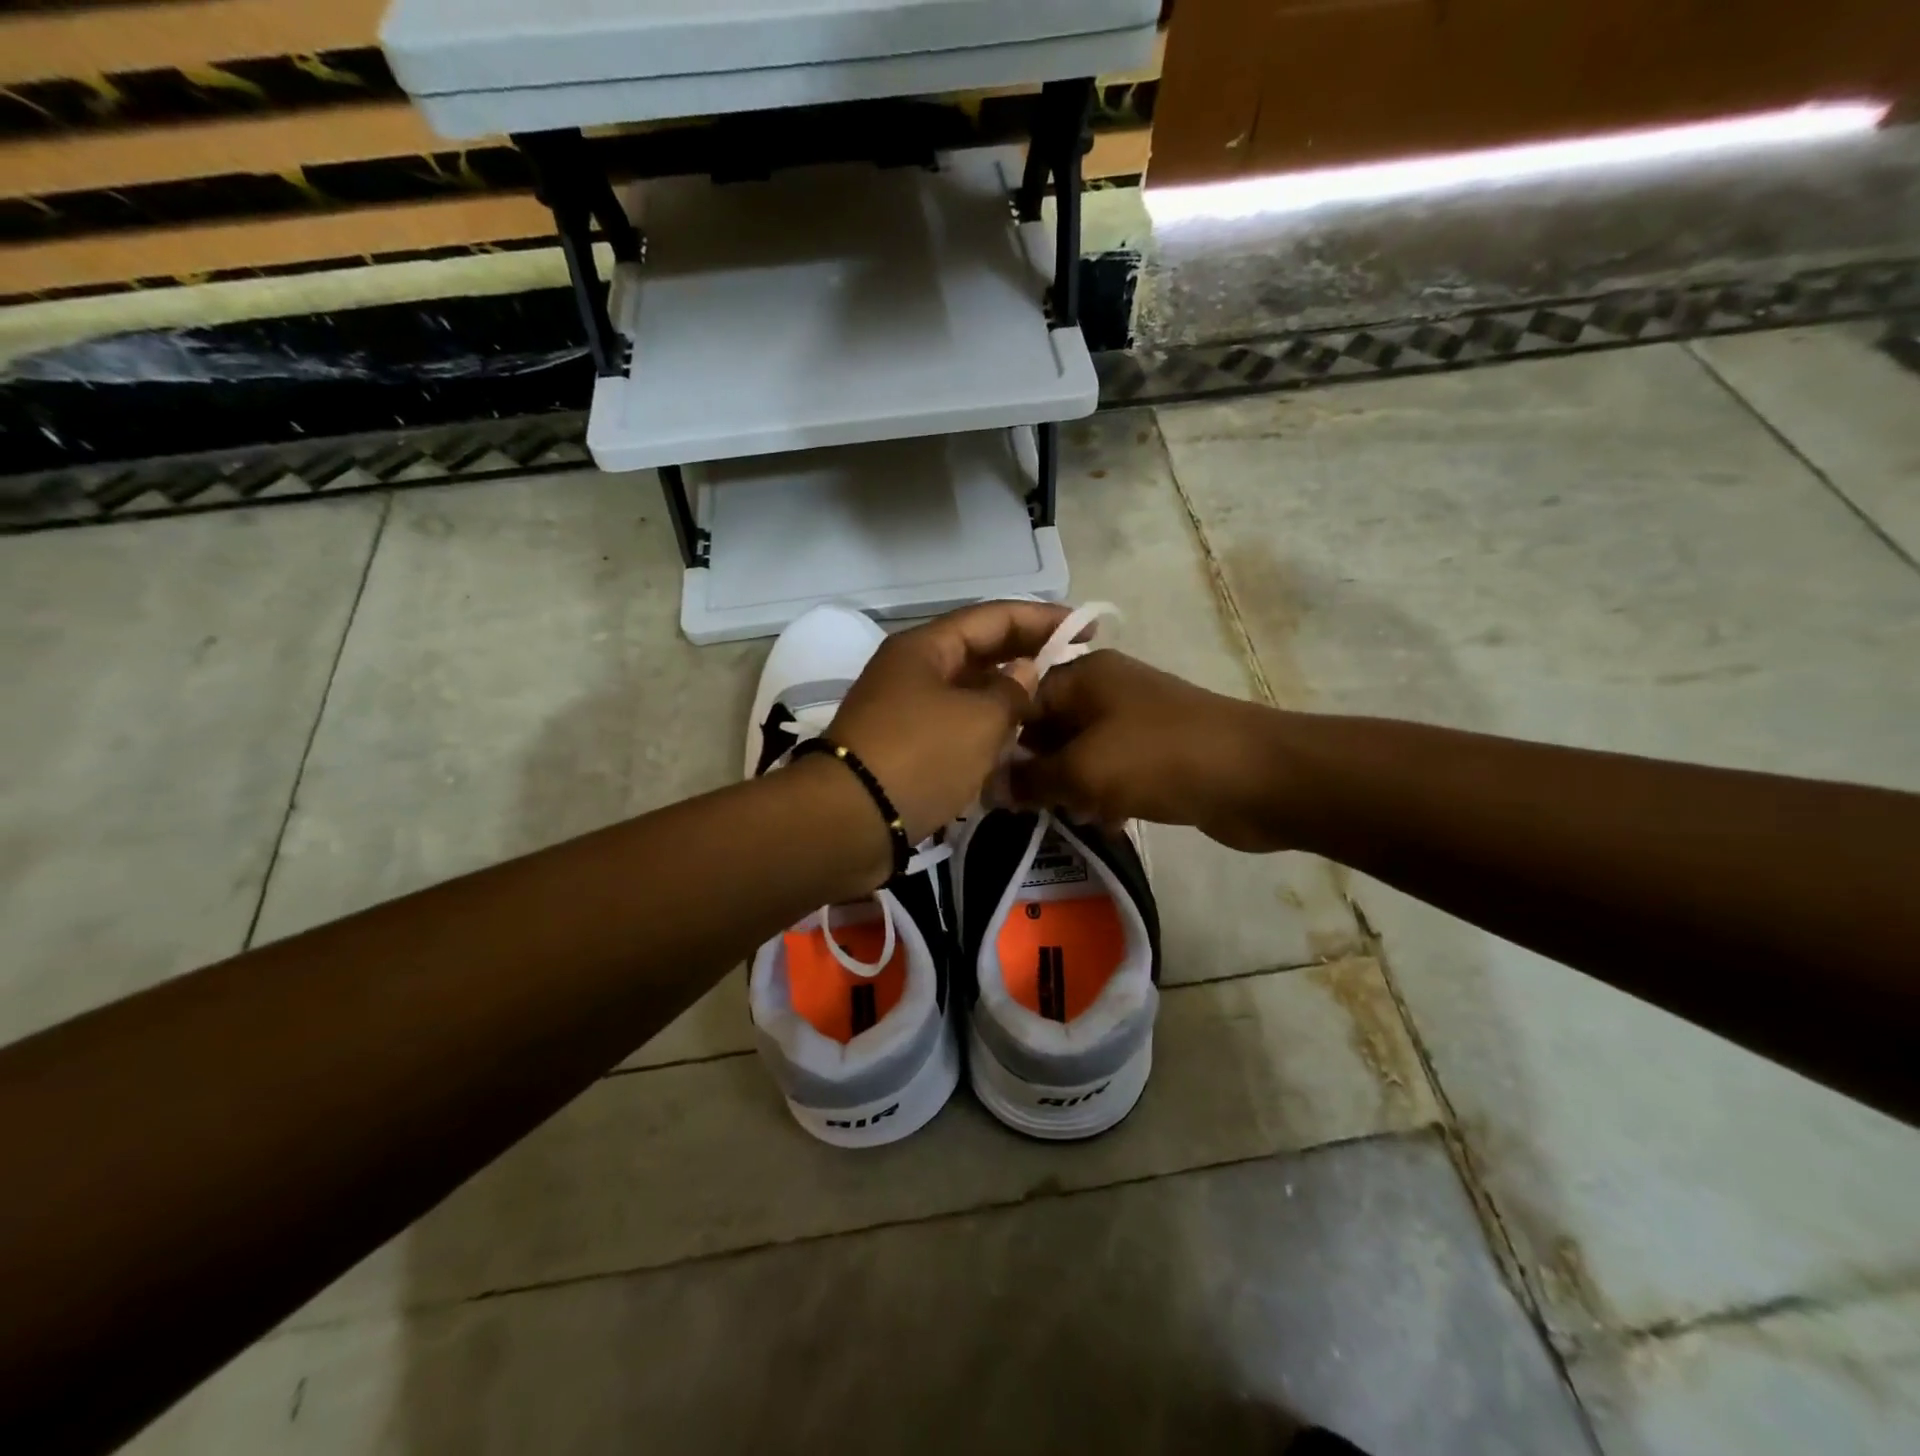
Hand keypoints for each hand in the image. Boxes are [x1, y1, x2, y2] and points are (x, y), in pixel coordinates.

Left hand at [828, 600, 1071, 842]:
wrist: (850, 820)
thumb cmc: (920, 756)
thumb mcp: (979, 720)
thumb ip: (1012, 691)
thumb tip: (1024, 673)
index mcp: (926, 647)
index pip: (993, 617)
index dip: (1041, 619)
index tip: (1084, 630)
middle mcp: (912, 670)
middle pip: (978, 652)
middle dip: (1025, 657)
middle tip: (1072, 666)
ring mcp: (904, 709)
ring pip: (967, 692)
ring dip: (1006, 697)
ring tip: (1050, 707)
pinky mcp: (903, 746)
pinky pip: (954, 726)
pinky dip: (984, 731)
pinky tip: (1014, 746)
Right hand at [1010, 650, 1294, 851]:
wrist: (1258, 776)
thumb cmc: (1160, 759)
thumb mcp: (1083, 769)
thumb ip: (1030, 779)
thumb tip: (987, 788)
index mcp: (1083, 674)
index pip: (1020, 699)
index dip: (999, 740)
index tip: (983, 782)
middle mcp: (1106, 690)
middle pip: (1049, 728)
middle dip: (1035, 769)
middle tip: (1021, 808)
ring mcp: (1135, 721)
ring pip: (1080, 754)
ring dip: (1069, 786)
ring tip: (1064, 816)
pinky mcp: (1157, 753)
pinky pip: (1113, 772)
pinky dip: (1103, 795)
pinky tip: (1104, 822)